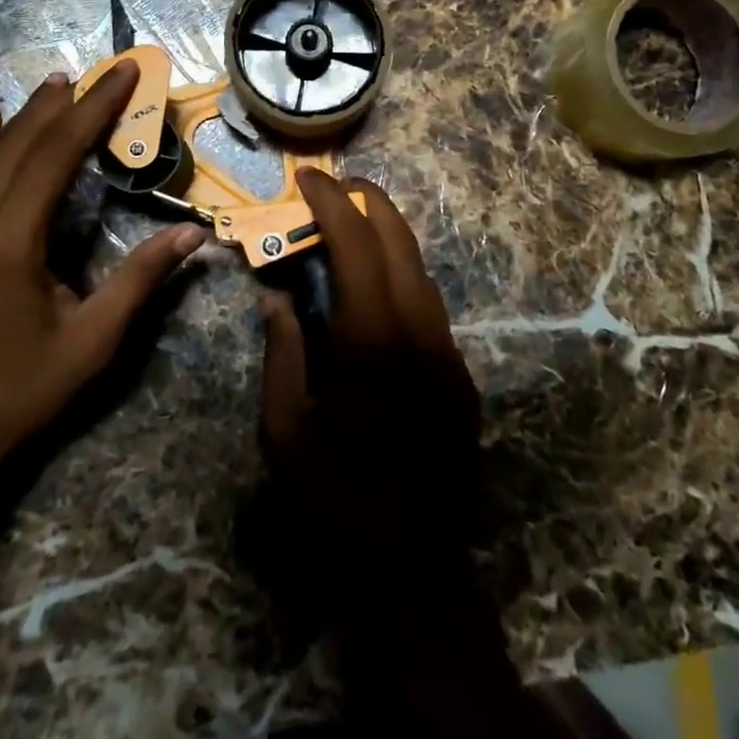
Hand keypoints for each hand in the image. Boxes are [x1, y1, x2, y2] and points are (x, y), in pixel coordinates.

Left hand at [0, 62, 206, 503]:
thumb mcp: (90, 342)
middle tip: (100, 71)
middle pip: (21, 142)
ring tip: (57, 84)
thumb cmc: (17, 394)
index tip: (124, 73)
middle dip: (65, 103)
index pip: (57, 153)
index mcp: (8, 240)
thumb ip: (140, 280)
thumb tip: (193, 235)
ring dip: (24, 115)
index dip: (95, 109)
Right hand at [258, 170, 482, 598]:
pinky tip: (380, 283)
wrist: (413, 560)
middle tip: (336, 185)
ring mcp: (446, 349)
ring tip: (355, 222)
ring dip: (388, 234)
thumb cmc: (335, 494)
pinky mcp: (460, 372)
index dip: (330, 201)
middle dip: (367, 199)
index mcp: (371, 336)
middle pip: (398, 239)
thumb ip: (282, 350)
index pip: (355, 242)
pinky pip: (430, 303)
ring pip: (421, 267)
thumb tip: (278, 297)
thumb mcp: (283, 428)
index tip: (308, 179)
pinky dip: (403, 273)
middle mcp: (418, 328)